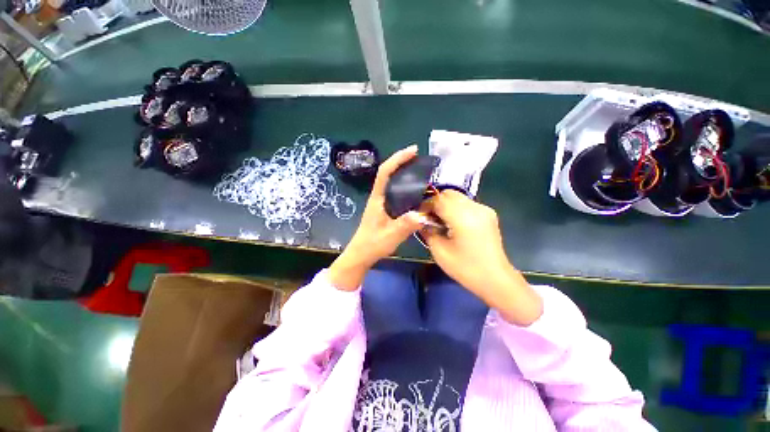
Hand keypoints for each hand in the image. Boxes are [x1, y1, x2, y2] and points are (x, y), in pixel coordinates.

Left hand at [328, 146, 423, 290]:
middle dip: (402, 162)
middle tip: (420, 159)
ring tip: (420, 171)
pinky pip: (395, 191)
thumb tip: (422, 215)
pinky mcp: (384, 208)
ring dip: (403, 172)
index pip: (385, 172)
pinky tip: (415, 191)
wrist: (361, 254)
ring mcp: (380, 202)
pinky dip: (405, 186)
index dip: (398, 159)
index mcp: (377, 198)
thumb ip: (405, 225)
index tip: (413, 151)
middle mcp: (378, 197)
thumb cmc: (372, 244)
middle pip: (388, 172)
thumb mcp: (390, 236)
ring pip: (391, 181)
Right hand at [421, 191, 542, 325]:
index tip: (419, 216)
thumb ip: (428, 231)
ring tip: (440, 221)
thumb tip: (421, 221)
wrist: (495, 279)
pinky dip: (456, 208)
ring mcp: (484, 209)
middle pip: (449, 194)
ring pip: (458, 197)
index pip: (438, 200)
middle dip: (435, 202)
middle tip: (429, 217)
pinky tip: (453, 223)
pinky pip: (467, 203)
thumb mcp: (439, 251)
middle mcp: (475, 208)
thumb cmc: (466, 268)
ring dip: (446, 204)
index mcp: (463, 217)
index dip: (426, 205)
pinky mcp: (489, 214)